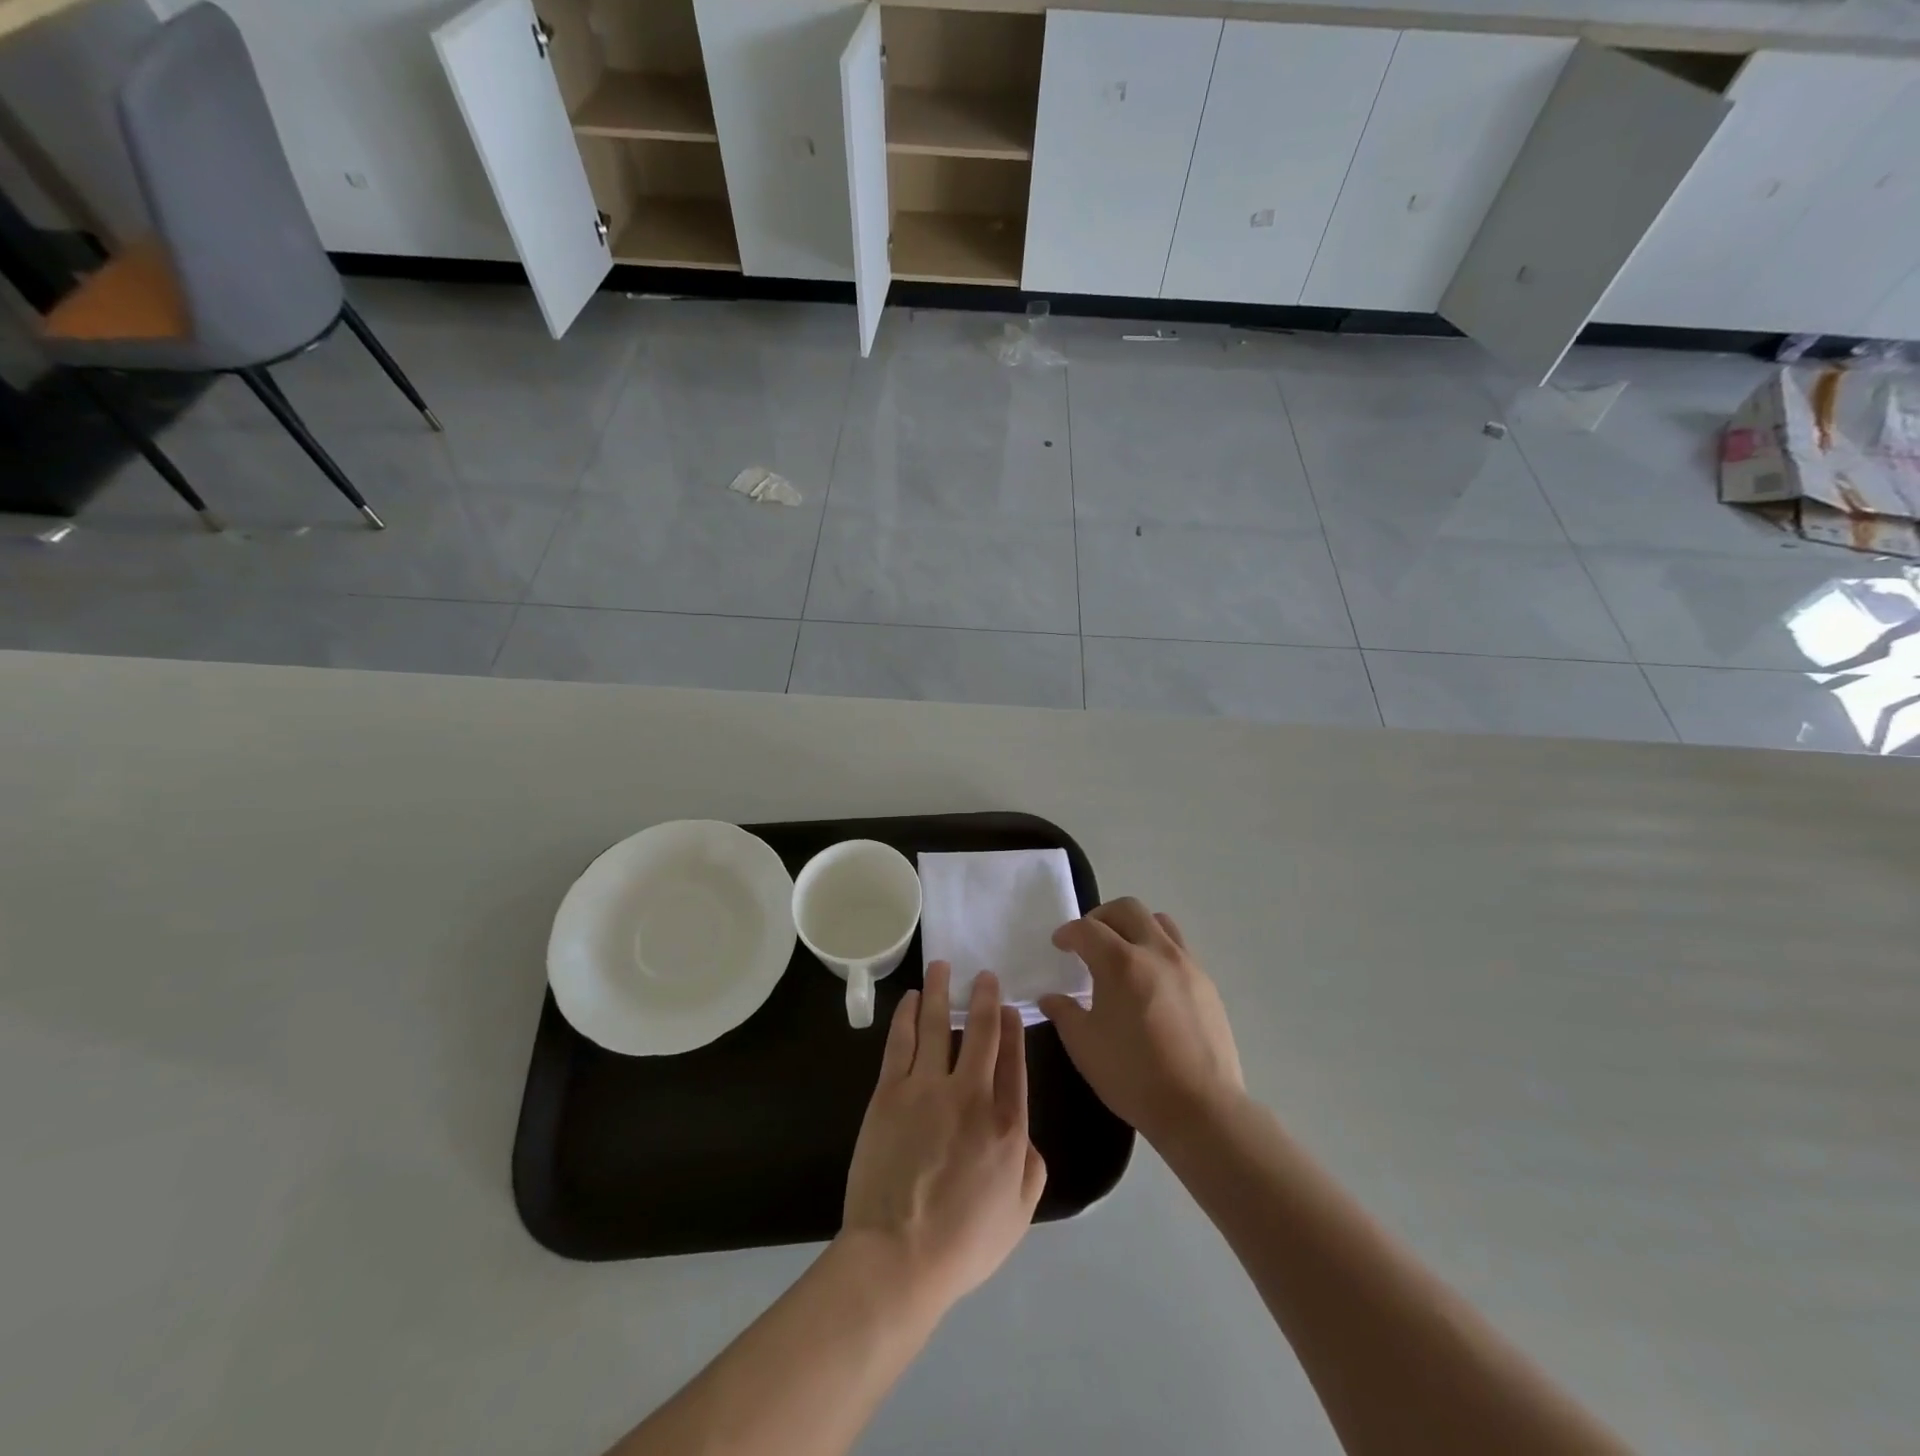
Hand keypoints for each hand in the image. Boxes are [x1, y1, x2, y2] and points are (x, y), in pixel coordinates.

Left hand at [840, 964, 1046, 1313]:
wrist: (899, 1255)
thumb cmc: (963, 1242)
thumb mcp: (1020, 1213)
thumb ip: (1031, 1164)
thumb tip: (1024, 1132)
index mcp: (1007, 1123)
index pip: (1013, 1060)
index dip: (1013, 1028)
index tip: (1010, 1007)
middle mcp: (971, 1093)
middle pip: (980, 1032)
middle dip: (984, 998)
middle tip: (984, 975)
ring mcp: (927, 1087)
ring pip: (935, 1024)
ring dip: (940, 991)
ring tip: (941, 966)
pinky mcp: (890, 1092)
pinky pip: (900, 1041)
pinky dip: (905, 1015)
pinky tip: (909, 998)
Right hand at [1040, 898, 1244, 1147]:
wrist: (1201, 1108)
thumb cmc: (1133, 1076)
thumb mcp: (1085, 1046)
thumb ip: (1064, 1013)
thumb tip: (1051, 997)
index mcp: (1121, 963)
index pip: (1087, 929)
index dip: (1068, 933)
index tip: (1060, 945)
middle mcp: (1156, 952)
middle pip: (1127, 909)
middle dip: (1101, 917)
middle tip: (1089, 940)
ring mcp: (1186, 965)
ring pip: (1158, 922)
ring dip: (1134, 927)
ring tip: (1123, 952)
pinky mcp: (1206, 983)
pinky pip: (1179, 948)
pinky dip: (1157, 949)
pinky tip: (1150, 981)